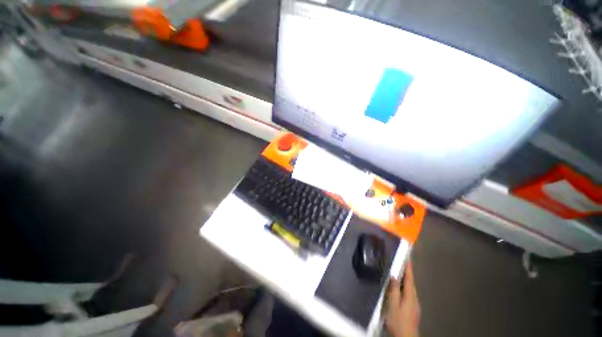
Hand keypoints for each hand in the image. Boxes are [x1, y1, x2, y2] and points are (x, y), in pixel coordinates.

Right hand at [386, 262, 420, 336]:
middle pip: (410, 282)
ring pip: (409, 288)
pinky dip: (404, 287)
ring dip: (405, 280)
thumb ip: (393, 290)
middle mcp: (414, 298)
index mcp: (410, 296)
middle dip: (406, 272)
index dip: (408, 267)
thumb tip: (393, 276)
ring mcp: (414, 305)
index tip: (407, 257)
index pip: (409, 278)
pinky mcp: (412, 309)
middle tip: (400, 262)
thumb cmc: (398, 321)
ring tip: (398, 272)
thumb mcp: (393, 305)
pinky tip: (398, 289)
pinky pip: (408, 294)